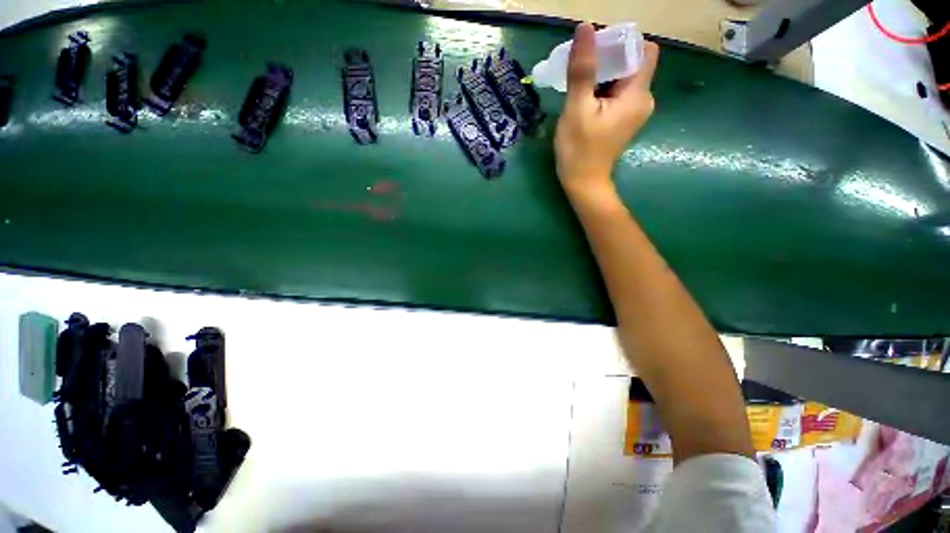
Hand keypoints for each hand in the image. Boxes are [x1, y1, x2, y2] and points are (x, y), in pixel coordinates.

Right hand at [554, 23, 659, 198]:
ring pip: (623, 77)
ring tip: (579, 84)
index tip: (595, 50)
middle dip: (608, 58)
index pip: (643, 49)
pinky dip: (602, 88)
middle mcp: (643, 98)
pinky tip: (585, 97)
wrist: (583, 184)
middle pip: (633, 62)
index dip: (621, 43)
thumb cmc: (579, 150)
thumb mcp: (577, 109)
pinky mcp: (624, 118)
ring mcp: (634, 110)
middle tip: (580, 67)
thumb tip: (585, 28)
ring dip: (602, 73)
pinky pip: (617, 92)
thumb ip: (583, 69)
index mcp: (638, 94)